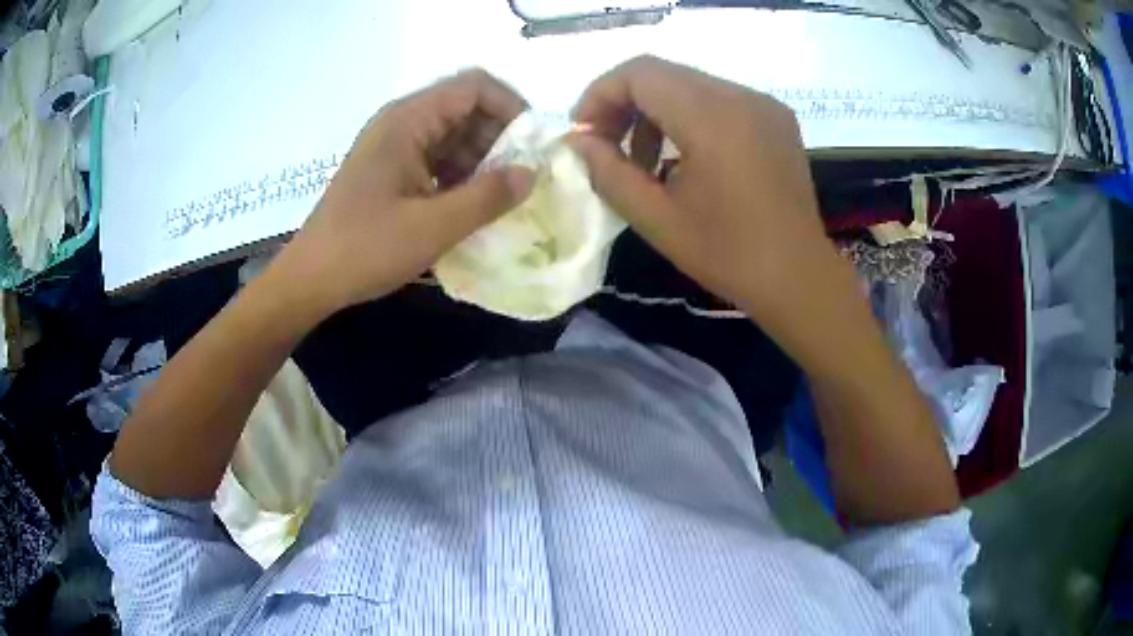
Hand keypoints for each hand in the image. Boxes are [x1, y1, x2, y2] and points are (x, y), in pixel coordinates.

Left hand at [272, 69, 535, 319]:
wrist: (310, 280)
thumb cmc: (365, 248)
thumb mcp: (434, 226)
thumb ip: (488, 197)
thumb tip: (531, 173)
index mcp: (407, 120)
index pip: (473, 87)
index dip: (510, 107)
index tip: (532, 146)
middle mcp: (400, 123)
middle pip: (464, 108)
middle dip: (499, 138)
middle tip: (520, 178)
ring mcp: (393, 147)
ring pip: (452, 135)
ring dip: (481, 160)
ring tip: (500, 197)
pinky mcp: (389, 170)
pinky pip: (436, 158)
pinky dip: (460, 175)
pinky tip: (470, 206)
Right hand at [569, 56, 834, 328]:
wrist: (798, 276)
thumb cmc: (728, 255)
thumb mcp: (656, 219)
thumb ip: (608, 172)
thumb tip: (578, 141)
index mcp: (712, 118)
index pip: (640, 73)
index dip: (600, 95)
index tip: (584, 134)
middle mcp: (740, 96)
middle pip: (662, 73)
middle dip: (623, 103)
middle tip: (606, 146)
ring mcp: (762, 103)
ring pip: (689, 83)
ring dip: (655, 112)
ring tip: (647, 162)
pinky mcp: (775, 116)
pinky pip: (717, 98)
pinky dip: (688, 117)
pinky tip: (685, 157)